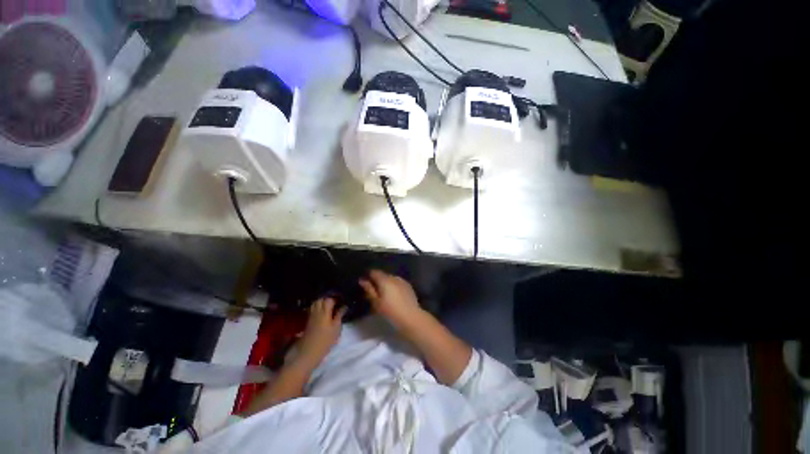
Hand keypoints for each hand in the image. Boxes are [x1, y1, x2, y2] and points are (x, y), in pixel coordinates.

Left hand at [297, 297, 345, 366]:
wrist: (309, 353)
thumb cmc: (325, 341)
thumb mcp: (336, 329)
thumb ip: (339, 315)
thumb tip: (344, 306)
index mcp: (324, 312)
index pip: (329, 299)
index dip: (335, 298)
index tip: (341, 300)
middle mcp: (316, 312)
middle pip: (320, 299)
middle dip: (327, 299)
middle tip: (335, 303)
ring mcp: (311, 316)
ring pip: (315, 303)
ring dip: (322, 302)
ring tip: (329, 307)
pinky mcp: (308, 321)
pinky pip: (312, 309)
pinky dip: (317, 307)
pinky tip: (323, 312)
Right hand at [359, 270, 422, 329]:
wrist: (411, 316)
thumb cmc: (390, 311)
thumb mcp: (376, 302)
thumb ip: (369, 289)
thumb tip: (362, 280)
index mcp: (384, 280)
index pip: (374, 272)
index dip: (369, 276)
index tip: (366, 284)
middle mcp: (393, 277)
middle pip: (383, 275)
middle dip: (378, 281)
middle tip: (375, 292)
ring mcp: (402, 280)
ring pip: (391, 279)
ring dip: (387, 283)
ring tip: (385, 295)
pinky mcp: (408, 286)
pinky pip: (398, 282)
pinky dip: (394, 286)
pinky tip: (394, 296)